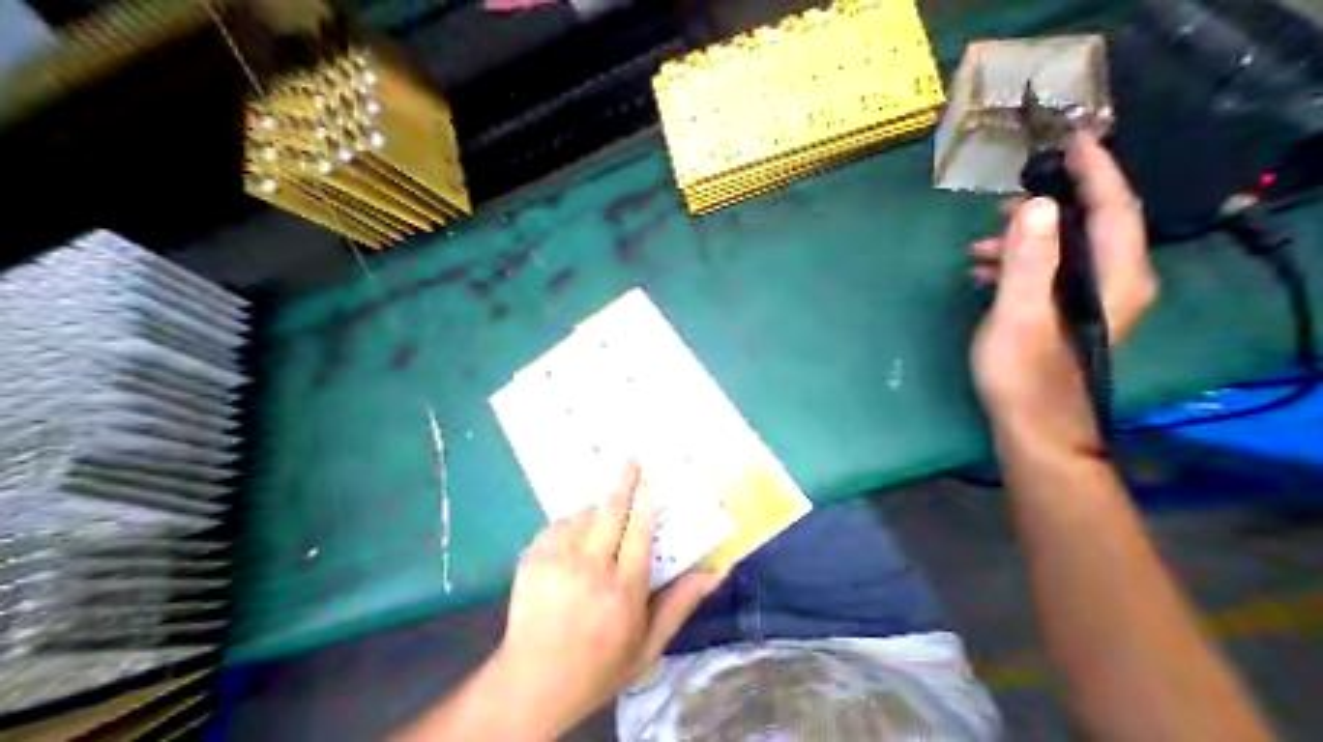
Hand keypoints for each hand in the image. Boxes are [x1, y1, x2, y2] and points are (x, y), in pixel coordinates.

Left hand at [494, 465, 722, 735]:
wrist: (531, 686)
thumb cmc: (599, 666)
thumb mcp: (648, 646)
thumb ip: (680, 604)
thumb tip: (714, 572)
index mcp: (622, 589)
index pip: (639, 531)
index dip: (646, 500)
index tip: (650, 478)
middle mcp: (590, 568)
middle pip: (612, 510)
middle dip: (624, 481)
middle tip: (631, 460)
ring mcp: (557, 560)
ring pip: (584, 514)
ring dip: (597, 510)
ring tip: (602, 520)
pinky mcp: (532, 559)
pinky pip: (559, 524)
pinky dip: (572, 524)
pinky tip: (576, 539)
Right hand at [968, 130, 1160, 448]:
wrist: (1032, 421)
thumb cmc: (1023, 371)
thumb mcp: (1019, 314)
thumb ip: (1028, 262)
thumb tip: (1032, 207)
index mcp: (1113, 277)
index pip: (1112, 209)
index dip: (1096, 172)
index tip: (1073, 142)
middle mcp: (1111, 282)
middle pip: (1087, 227)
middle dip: (1045, 209)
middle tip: (1000, 205)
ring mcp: (1085, 300)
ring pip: (1059, 252)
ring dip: (1021, 243)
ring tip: (977, 248)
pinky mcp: (1060, 314)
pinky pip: (1042, 274)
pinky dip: (1014, 266)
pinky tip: (982, 275)